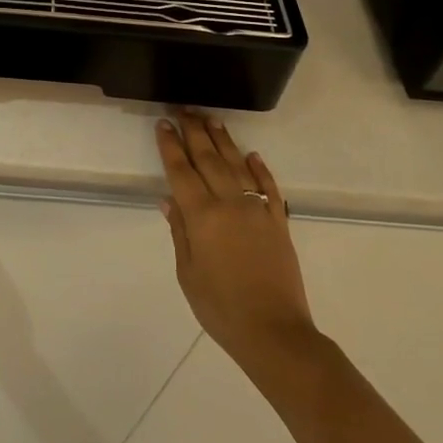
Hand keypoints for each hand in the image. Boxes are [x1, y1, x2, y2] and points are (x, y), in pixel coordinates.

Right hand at [157, 111, 317, 381]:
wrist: (274, 332)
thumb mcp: (188, 273)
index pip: (181, 172)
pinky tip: (252, 155)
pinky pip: (268, 187)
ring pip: (237, 165)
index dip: (170, 146)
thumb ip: (180, 232)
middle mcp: (230, 204)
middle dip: (194, 132)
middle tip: (184, 110)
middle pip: (208, 159)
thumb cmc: (220, 307)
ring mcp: (257, 210)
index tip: (163, 124)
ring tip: (212, 120)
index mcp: (202, 216)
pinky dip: (260, 168)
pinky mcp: (278, 222)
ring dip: (223, 141)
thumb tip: (169, 200)